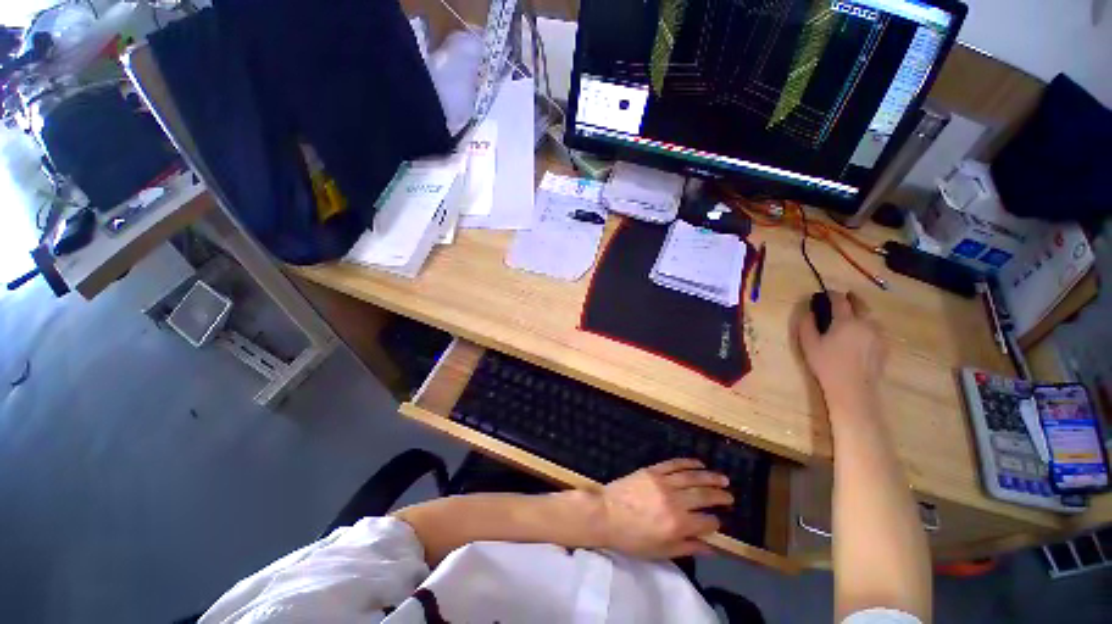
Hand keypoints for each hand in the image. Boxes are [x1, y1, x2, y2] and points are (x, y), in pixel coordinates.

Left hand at [598, 459, 731, 558]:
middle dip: (720, 496)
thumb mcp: (660, 551)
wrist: (606, 513)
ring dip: (710, 477)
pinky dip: (688, 462)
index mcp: (678, 524)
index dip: (715, 523)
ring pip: (692, 477)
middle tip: (730, 496)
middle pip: (703, 496)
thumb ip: (688, 547)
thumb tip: (712, 548)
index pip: (706, 522)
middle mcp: (674, 501)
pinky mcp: (652, 470)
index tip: (719, 523)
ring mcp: (663, 482)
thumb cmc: (632, 538)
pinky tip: (698, 463)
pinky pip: (674, 464)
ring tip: (723, 478)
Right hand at [798, 291, 886, 417]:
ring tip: (854, 314)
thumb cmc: (826, 364)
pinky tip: (862, 332)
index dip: (833, 294)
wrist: (852, 388)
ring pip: (871, 316)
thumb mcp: (809, 344)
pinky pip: (877, 329)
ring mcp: (878, 335)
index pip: (840, 300)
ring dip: (862, 311)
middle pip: (861, 304)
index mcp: (846, 321)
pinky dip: (869, 324)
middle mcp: (865, 323)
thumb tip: (809, 312)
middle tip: (844, 297)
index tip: (826, 293)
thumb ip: (807, 324)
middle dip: (852, 298)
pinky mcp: (884, 346)